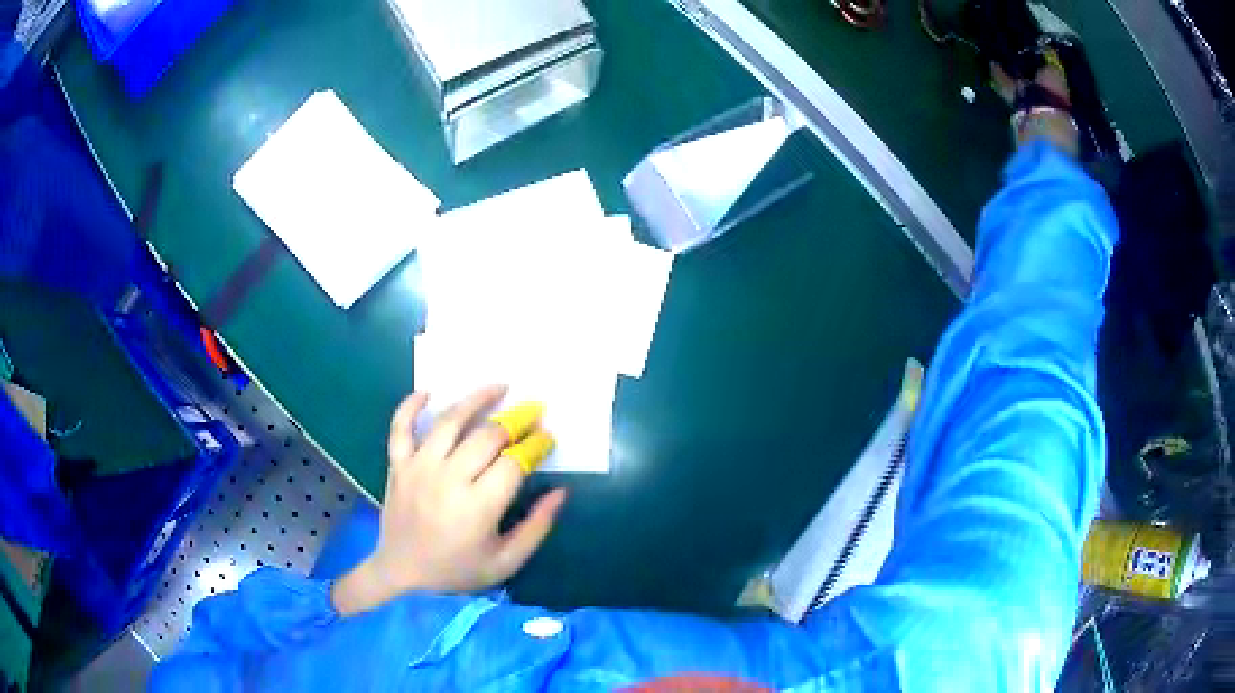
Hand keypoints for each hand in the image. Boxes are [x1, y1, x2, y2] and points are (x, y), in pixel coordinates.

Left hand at [332, 386, 566, 614]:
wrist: (403, 576)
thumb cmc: (458, 572)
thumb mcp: (506, 562)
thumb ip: (536, 527)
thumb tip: (561, 492)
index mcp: (478, 507)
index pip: (514, 463)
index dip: (535, 445)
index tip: (548, 437)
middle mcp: (447, 479)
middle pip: (486, 436)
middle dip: (515, 420)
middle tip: (533, 412)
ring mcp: (418, 468)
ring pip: (448, 422)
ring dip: (475, 400)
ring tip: (499, 387)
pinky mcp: (397, 466)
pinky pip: (400, 427)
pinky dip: (410, 406)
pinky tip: (428, 392)